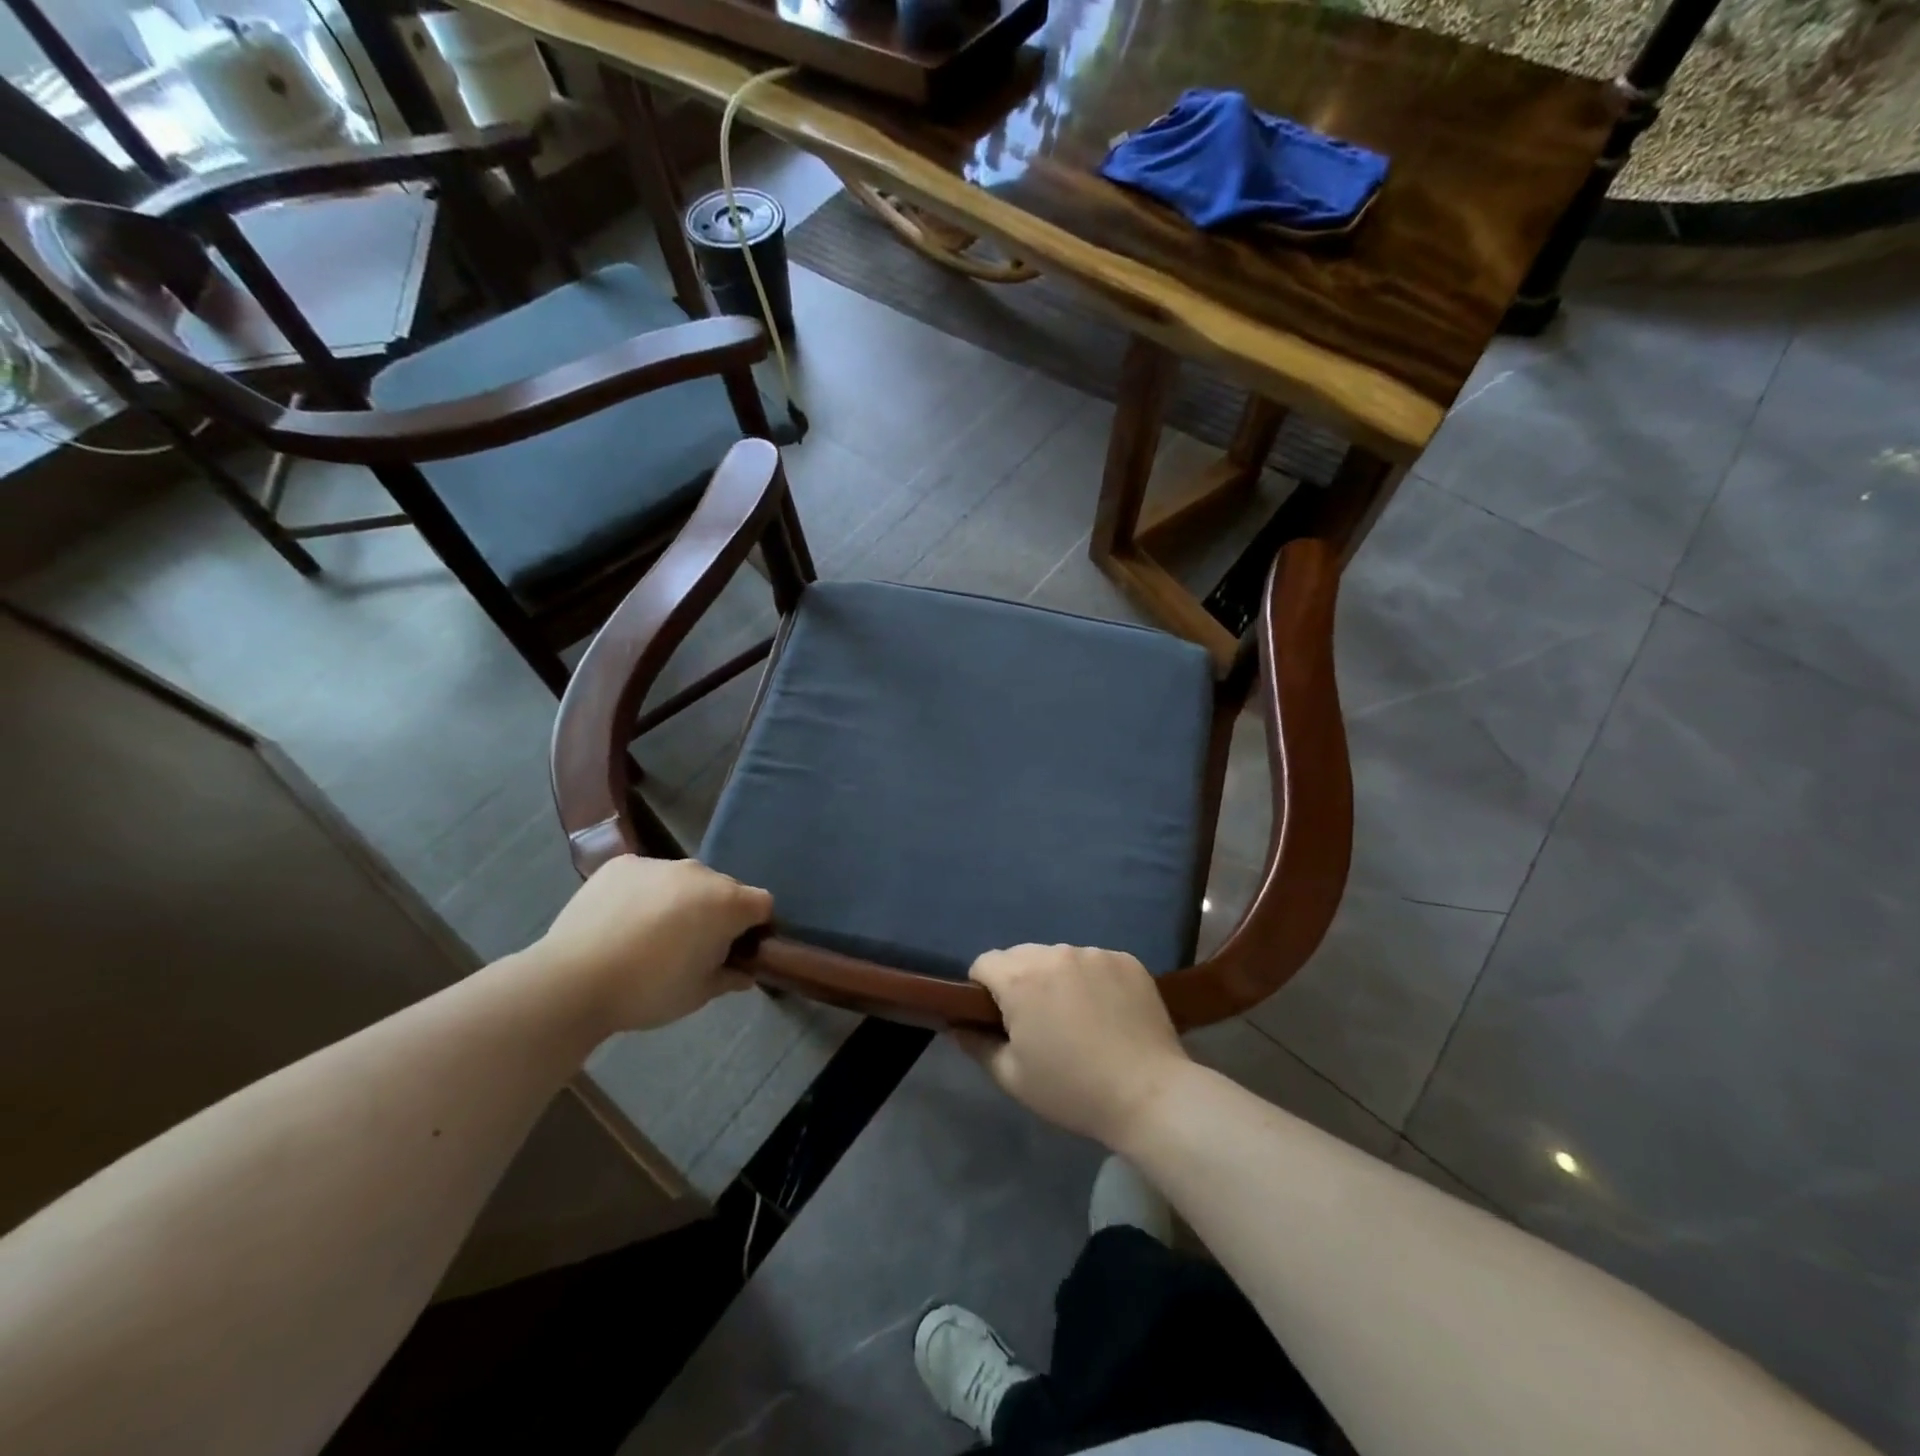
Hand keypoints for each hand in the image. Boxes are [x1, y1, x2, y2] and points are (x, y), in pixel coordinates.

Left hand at [534, 856, 772, 1032]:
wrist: (573, 980)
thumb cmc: (649, 991)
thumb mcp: (698, 994)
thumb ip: (729, 978)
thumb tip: (745, 973)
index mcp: (727, 902)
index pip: (762, 904)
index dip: (755, 928)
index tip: (736, 951)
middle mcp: (699, 873)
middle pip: (724, 888)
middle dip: (718, 912)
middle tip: (693, 946)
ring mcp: (659, 864)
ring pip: (684, 881)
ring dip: (681, 901)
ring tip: (651, 935)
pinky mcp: (622, 864)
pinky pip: (647, 876)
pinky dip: (645, 893)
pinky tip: (622, 922)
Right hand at [965, 945, 1190, 1148]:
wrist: (1150, 1094)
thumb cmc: (1073, 1090)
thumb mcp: (1013, 1078)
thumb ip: (977, 1045)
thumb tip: (958, 1025)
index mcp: (1021, 978)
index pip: (984, 963)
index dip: (983, 989)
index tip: (998, 1019)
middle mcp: (1055, 953)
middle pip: (1021, 956)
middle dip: (1020, 981)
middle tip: (1037, 1022)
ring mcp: (1095, 953)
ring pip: (1059, 957)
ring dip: (1057, 978)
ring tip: (1077, 1018)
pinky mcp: (1126, 960)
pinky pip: (1095, 962)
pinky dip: (1092, 980)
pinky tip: (1107, 1013)